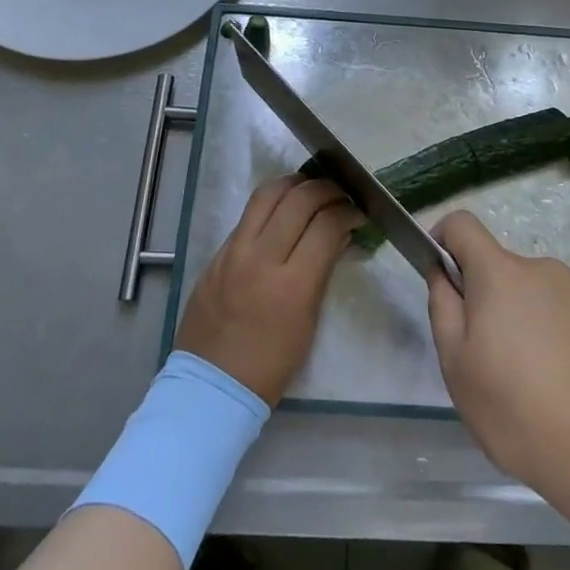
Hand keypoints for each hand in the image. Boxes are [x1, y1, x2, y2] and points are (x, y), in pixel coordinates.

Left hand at [176, 175, 361, 405]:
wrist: (213, 385)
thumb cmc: (271, 365)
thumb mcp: (309, 320)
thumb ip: (322, 270)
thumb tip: (338, 234)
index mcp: (292, 285)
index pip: (326, 225)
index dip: (348, 212)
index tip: (357, 213)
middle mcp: (261, 258)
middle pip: (299, 199)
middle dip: (326, 190)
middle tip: (339, 195)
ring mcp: (233, 252)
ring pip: (267, 194)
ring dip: (294, 184)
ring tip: (310, 188)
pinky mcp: (216, 254)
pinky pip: (247, 216)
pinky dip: (270, 204)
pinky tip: (282, 210)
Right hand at [426, 211, 569, 506]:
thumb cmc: (521, 413)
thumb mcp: (458, 368)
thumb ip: (443, 309)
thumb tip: (444, 274)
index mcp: (500, 274)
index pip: (462, 225)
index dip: (443, 241)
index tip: (443, 281)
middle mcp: (543, 269)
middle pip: (501, 270)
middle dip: (488, 303)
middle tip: (492, 363)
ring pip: (536, 296)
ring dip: (525, 323)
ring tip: (535, 386)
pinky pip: (569, 316)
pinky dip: (559, 339)